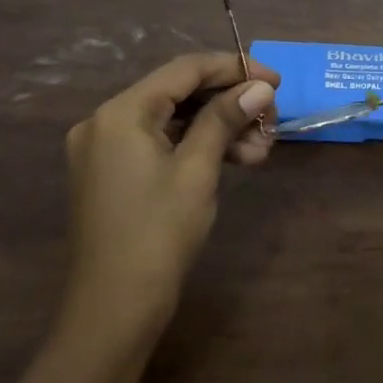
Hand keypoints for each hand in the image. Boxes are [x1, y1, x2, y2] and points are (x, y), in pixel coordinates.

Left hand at [57, 52, 277, 355]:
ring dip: (219, 128)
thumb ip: (225, 119)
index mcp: (121, 112)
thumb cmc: (157, 235)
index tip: (276, 80)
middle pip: (179, 93)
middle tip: (272, 120)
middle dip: (229, 103)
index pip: (185, 69)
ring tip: (260, 149)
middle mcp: (106, 120)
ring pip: (174, 120)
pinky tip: (235, 159)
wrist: (112, 314)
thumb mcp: (197, 170)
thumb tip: (260, 86)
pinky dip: (197, 146)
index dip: (234, 68)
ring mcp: (106, 148)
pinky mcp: (113, 173)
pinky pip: (161, 143)